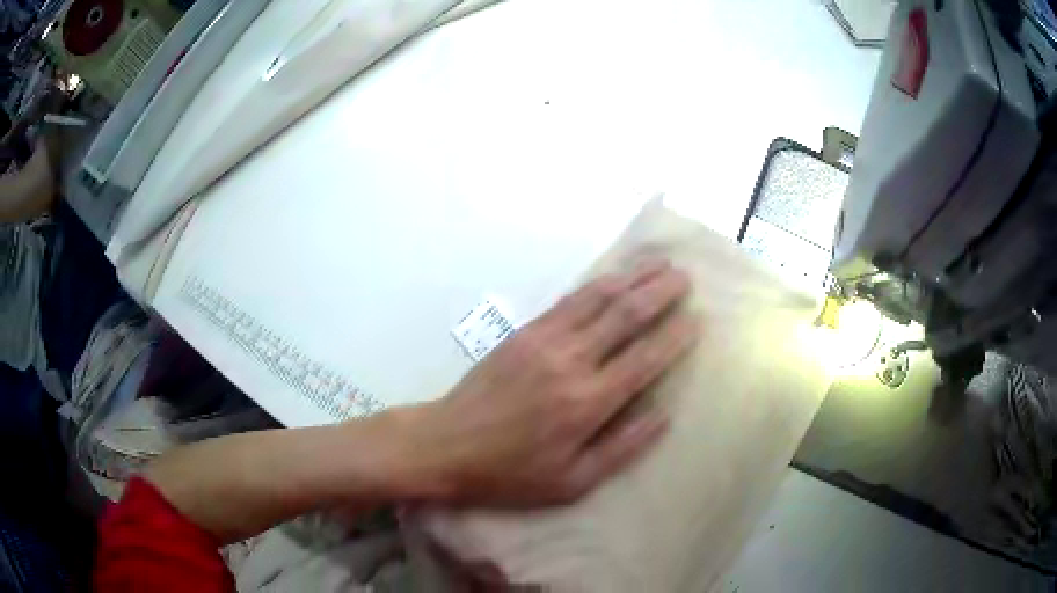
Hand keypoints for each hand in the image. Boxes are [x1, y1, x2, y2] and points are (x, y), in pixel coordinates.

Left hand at [408, 259, 696, 506]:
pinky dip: (596, 285)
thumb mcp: (571, 482)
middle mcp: (571, 362)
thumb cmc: (510, 473)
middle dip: (660, 292)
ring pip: (598, 298)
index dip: (674, 336)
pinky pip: (568, 300)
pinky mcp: (523, 332)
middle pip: (625, 315)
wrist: (446, 445)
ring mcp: (544, 340)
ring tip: (657, 263)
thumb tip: (663, 415)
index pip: (645, 359)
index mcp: (587, 403)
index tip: (696, 319)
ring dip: (631, 277)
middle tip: (684, 277)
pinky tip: (612, 278)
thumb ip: (621, 448)